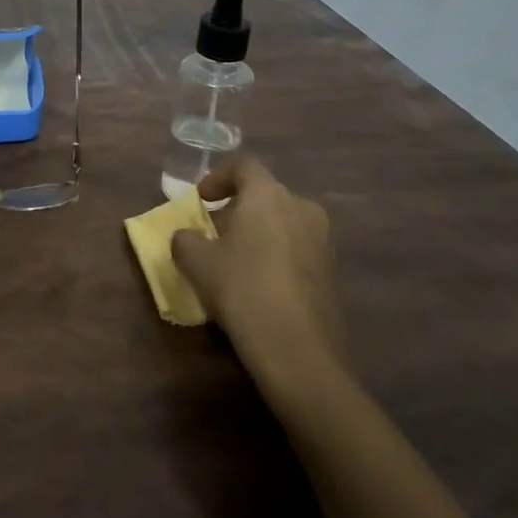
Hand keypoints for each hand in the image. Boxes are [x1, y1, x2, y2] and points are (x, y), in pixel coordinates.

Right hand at [173, 156, 344, 378]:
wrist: (299, 351)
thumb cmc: (242, 289)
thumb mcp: (196, 262)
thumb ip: (184, 239)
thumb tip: (186, 237)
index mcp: (269, 194)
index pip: (243, 166)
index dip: (218, 177)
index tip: (200, 200)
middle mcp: (301, 207)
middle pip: (265, 195)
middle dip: (237, 210)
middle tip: (213, 234)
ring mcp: (323, 240)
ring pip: (283, 223)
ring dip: (258, 234)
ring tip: (234, 261)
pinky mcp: (333, 272)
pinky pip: (297, 250)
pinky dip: (276, 256)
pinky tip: (259, 285)